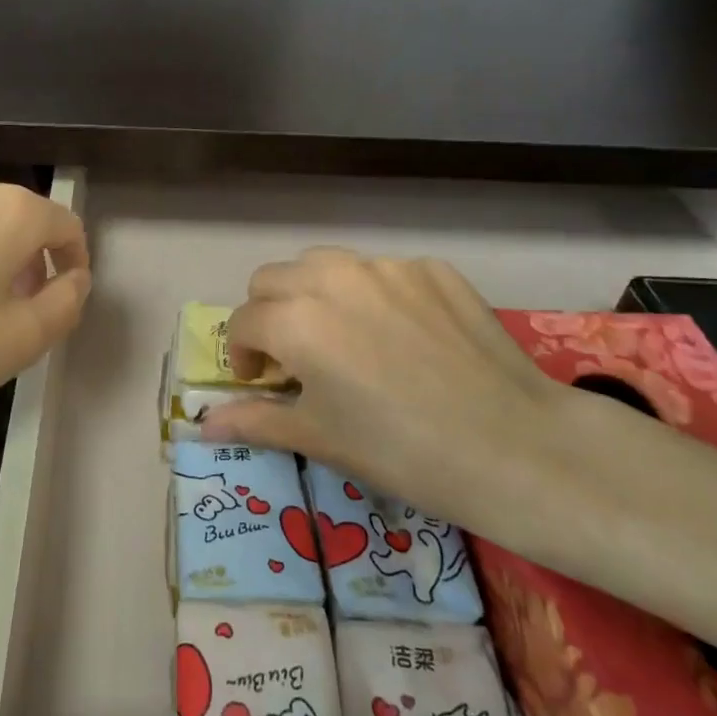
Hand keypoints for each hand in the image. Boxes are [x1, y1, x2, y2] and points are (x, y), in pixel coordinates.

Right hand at [200, 248, 615, 533]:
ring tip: (342, 336)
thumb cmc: (401, 451)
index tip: (260, 382)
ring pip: (324, 264)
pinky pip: (382, 271)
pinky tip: (402, 336)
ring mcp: (387, 267)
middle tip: (294, 358)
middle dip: (269, 315)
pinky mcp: (433, 268)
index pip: (241, 322)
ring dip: (314, 294)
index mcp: (295, 319)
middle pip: (272, 279)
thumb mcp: (319, 438)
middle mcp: (332, 277)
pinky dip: (373, 295)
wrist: (513, 446)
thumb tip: (203, 422)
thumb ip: (254, 421)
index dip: (241, 355)